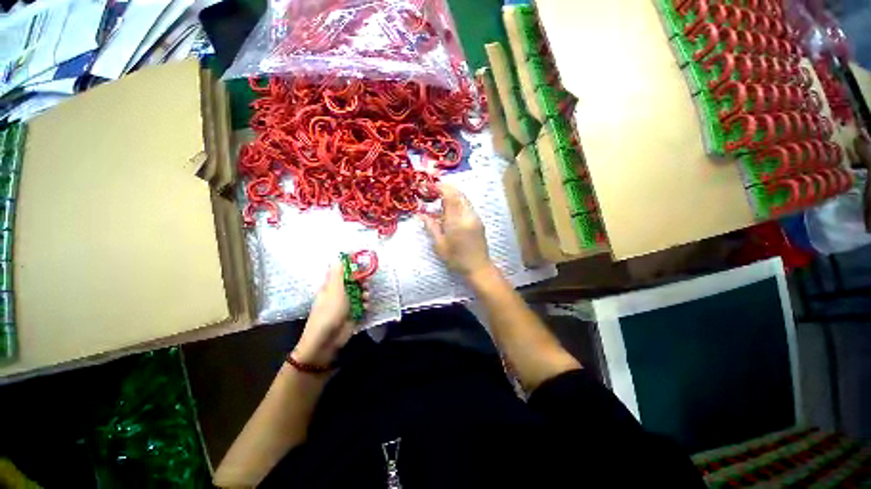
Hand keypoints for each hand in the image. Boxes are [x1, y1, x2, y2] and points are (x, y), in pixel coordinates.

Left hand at [294, 263, 367, 366]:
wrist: (327, 339)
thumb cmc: (330, 311)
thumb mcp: (334, 290)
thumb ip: (339, 274)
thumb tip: (337, 257)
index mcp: (332, 285)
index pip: (343, 271)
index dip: (352, 267)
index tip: (363, 265)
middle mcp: (339, 293)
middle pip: (353, 281)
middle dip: (361, 281)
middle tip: (366, 282)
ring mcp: (346, 304)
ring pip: (359, 292)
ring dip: (365, 293)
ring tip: (366, 297)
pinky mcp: (353, 313)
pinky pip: (362, 304)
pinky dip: (365, 304)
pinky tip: (366, 306)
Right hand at [422, 183, 492, 276]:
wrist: (479, 267)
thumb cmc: (457, 259)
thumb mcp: (440, 245)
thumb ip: (431, 227)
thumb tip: (421, 215)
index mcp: (456, 221)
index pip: (450, 196)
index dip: (440, 187)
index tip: (429, 186)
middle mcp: (468, 215)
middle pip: (458, 193)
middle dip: (446, 188)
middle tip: (433, 191)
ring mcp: (475, 217)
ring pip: (464, 198)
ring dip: (452, 195)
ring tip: (440, 199)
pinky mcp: (479, 221)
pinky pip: (467, 205)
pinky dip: (458, 202)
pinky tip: (450, 210)